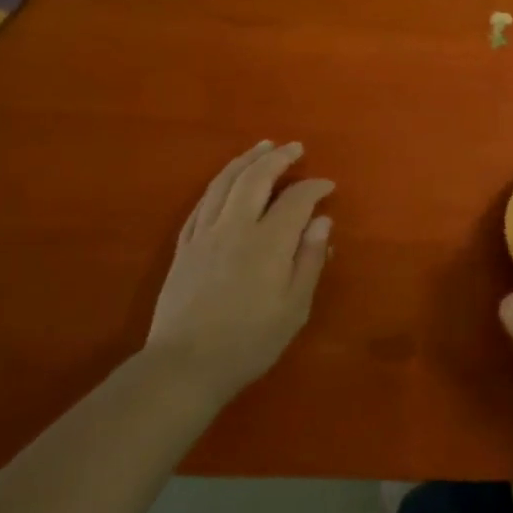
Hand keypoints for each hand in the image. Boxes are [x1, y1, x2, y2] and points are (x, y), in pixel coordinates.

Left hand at [148, 141, 333, 396]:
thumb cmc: (249, 341)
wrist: (184, 366)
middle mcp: (235, 227)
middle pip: (255, 179)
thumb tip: (322, 221)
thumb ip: (309, 260)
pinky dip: (218, 184)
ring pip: (224, 183)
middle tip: (294, 147)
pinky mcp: (184, 247)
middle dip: (277, 158)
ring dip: (245, 160)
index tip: (328, 185)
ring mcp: (204, 234)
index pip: (295, 200)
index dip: (314, 187)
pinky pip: (201, 203)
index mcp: (268, 242)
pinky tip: (225, 180)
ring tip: (261, 147)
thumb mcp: (294, 308)